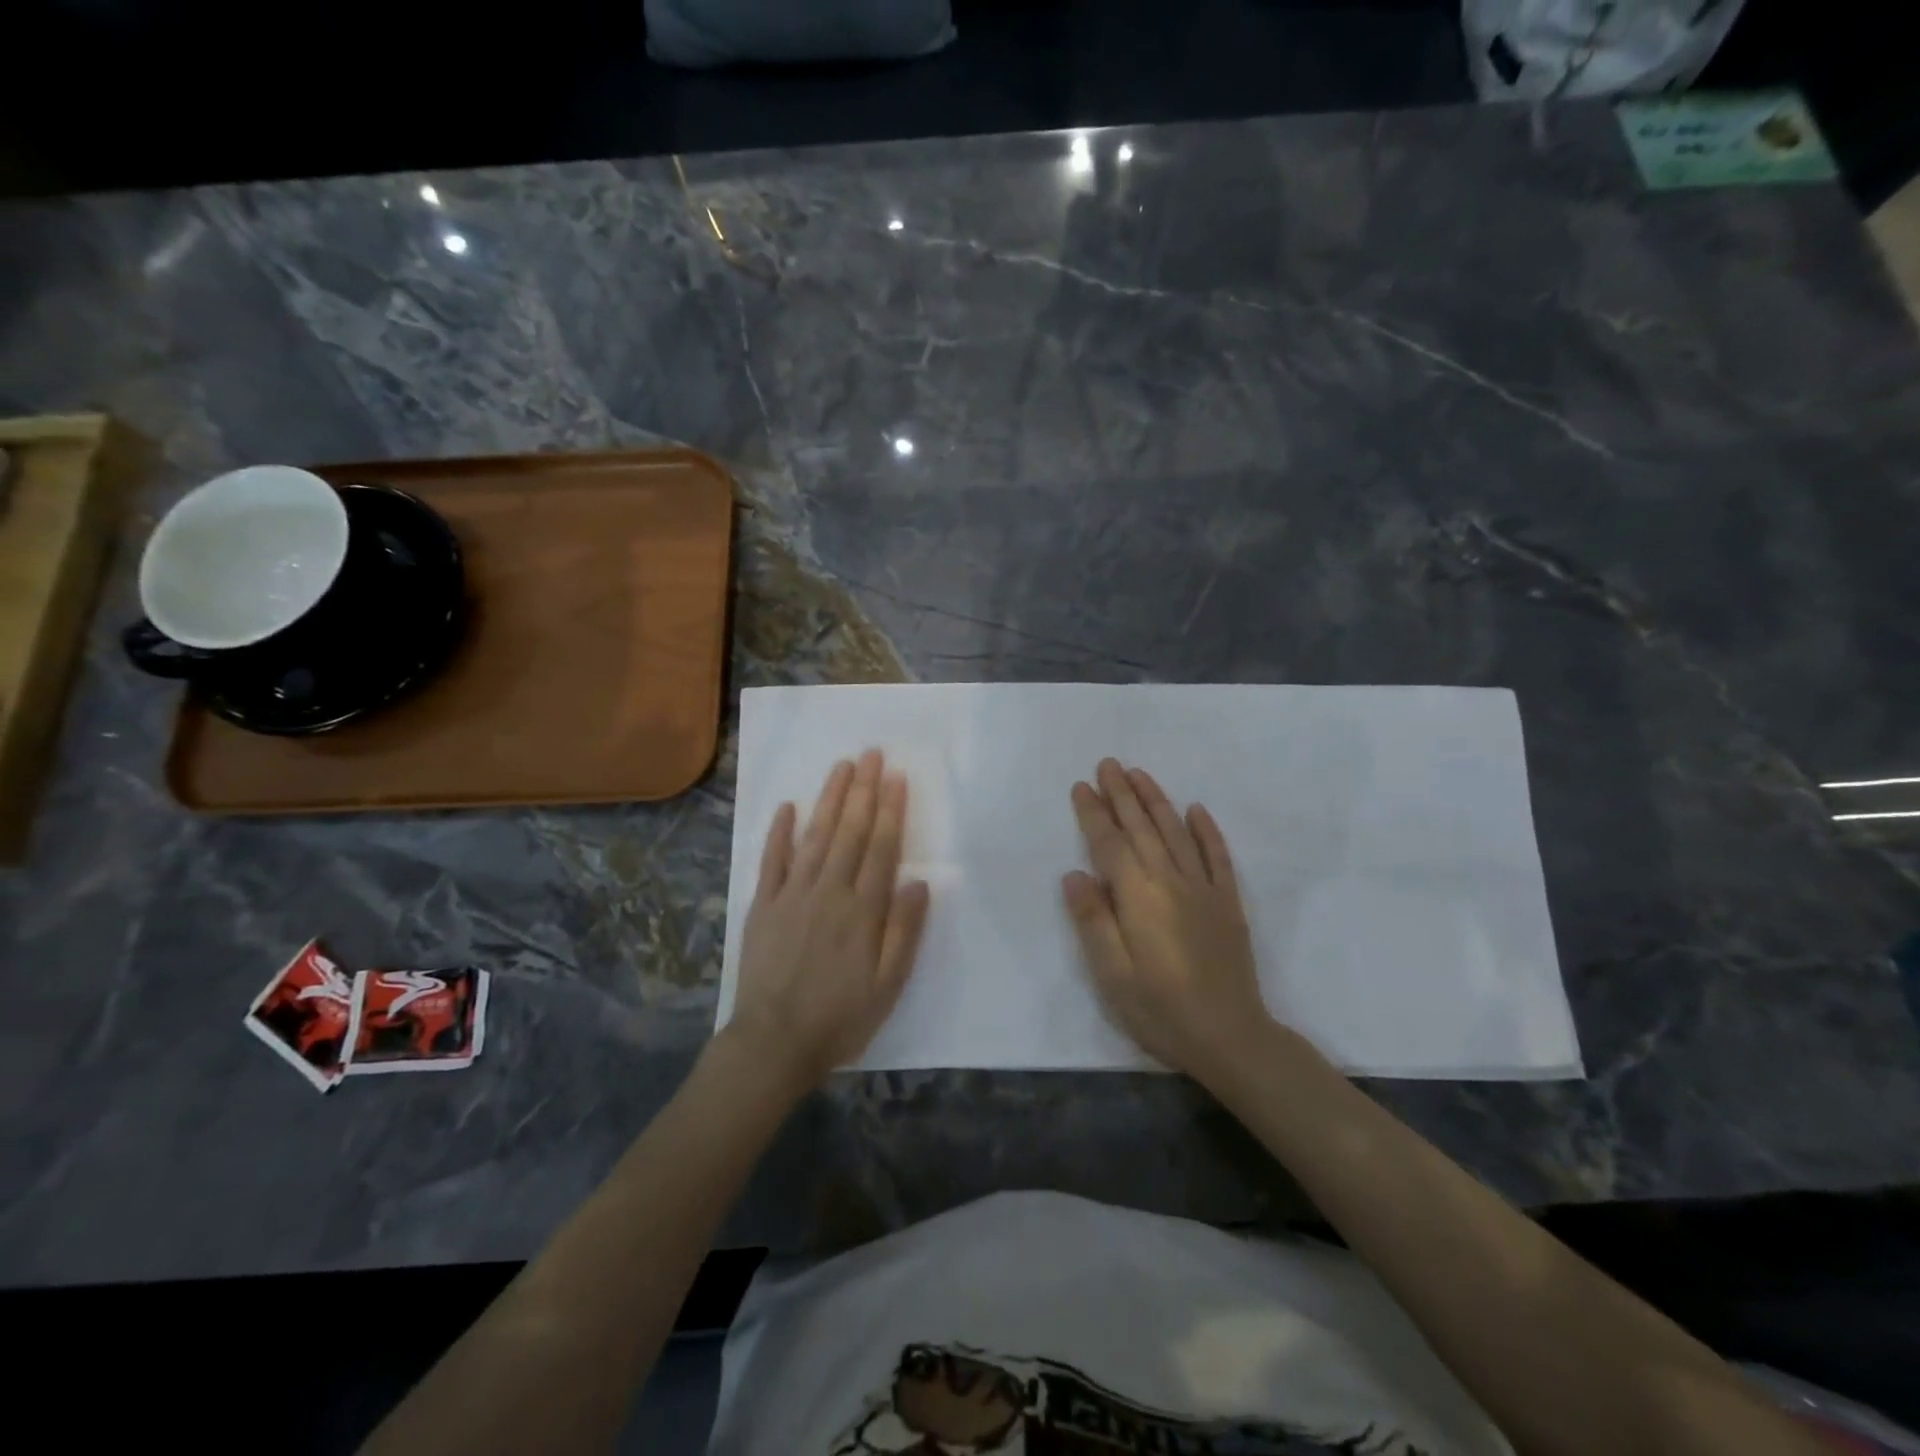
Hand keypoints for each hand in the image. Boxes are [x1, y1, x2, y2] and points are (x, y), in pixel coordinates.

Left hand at [726, 749, 930, 1088]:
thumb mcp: (888, 984)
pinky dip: (780, 832)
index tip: (896, 777)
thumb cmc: (840, 1016)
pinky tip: (788, 806)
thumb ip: (904, 931)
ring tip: (842, 767)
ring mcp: (792, 895)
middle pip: (850, 832)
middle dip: (863, 790)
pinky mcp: (763, 905)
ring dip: (829, 799)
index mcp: (863, 910)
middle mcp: (829, 891)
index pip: (881, 848)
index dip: (890, 810)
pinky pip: (772, 860)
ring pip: (815, 836)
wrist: (774, 1043)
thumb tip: (919, 882)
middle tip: (871, 754)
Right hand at [1062, 759, 1270, 1077]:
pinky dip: (1207, 831)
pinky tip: (1197, 810)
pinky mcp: (1228, 904)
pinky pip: (1218, 857)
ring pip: (1176, 833)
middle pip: (1142, 828)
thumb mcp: (1112, 976)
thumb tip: (1074, 874)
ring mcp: (1205, 890)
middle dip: (1122, 794)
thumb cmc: (1161, 1011)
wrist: (1232, 1038)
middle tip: (1108, 763)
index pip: (1110, 845)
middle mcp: (1171, 882)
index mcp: (1139, 898)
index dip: (1094, 814)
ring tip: (1139, 774)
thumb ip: (1093, 921)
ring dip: (1156, 800)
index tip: (1081, 786)